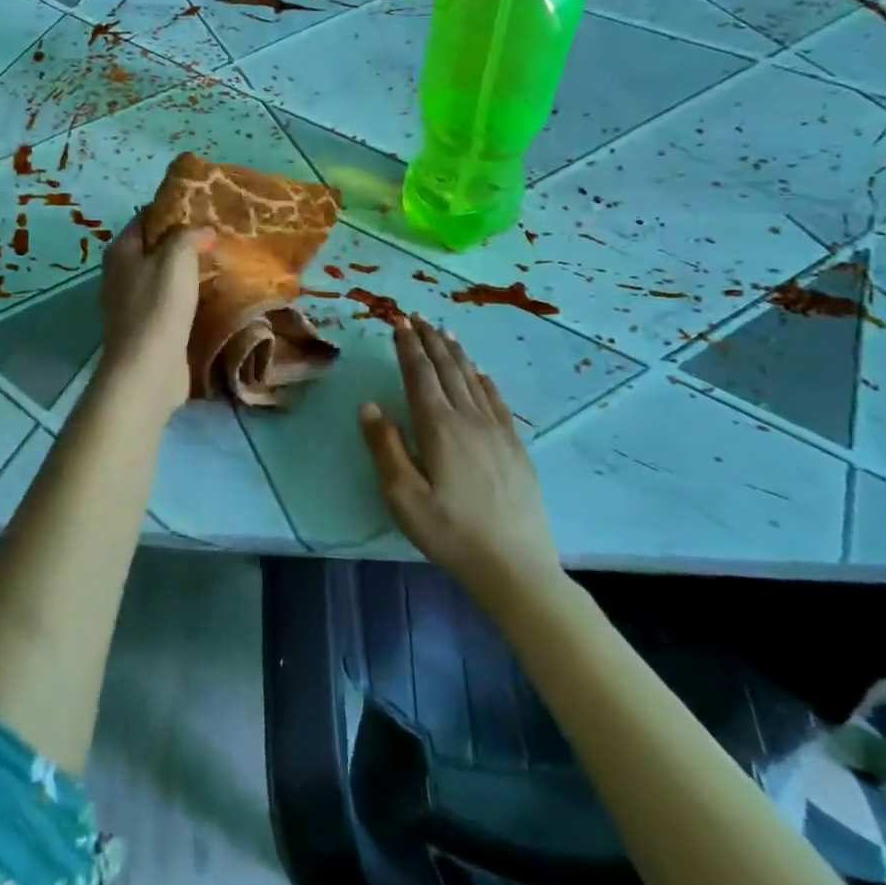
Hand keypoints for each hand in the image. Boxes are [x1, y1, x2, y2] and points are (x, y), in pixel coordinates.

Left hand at [97, 219, 212, 413]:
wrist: (148, 368)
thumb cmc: (158, 306)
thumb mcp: (176, 258)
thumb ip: (189, 235)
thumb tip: (203, 230)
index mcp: (121, 251)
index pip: (145, 217)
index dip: (173, 209)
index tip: (204, 207)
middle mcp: (121, 274)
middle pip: (155, 247)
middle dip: (184, 240)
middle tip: (219, 234)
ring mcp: (132, 303)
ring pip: (164, 276)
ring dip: (189, 270)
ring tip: (222, 261)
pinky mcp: (147, 328)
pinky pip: (170, 302)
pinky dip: (188, 296)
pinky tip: (212, 294)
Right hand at [359, 317, 565, 614]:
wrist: (516, 568)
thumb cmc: (451, 533)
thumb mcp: (403, 497)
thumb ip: (385, 447)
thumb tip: (369, 405)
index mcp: (438, 428)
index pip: (419, 375)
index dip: (407, 347)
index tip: (399, 322)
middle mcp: (468, 419)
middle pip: (447, 370)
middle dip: (430, 340)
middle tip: (417, 316)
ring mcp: (497, 432)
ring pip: (472, 380)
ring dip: (455, 353)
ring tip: (444, 332)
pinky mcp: (515, 448)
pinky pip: (497, 401)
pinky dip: (484, 380)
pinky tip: (480, 373)